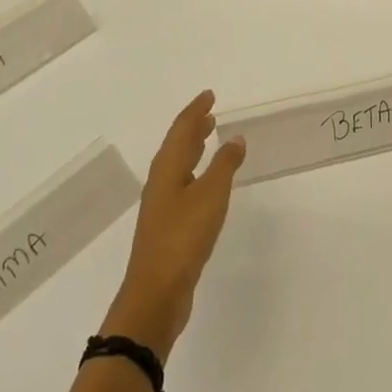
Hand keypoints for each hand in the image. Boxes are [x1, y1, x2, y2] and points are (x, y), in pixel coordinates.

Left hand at [102, 91, 244, 358]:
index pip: (181, 129)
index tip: (209, 95)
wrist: (155, 295)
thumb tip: (235, 138)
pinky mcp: (167, 227)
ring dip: (193, 149)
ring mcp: (161, 206)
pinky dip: (195, 173)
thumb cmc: (183, 238)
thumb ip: (224, 165)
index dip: (195, 110)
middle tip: (210, 113)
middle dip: (193, 127)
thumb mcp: (211, 196)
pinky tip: (205, 183)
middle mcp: (160, 182)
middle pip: (176, 145)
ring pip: (178, 166)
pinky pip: (181, 186)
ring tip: (208, 138)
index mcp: (167, 169)